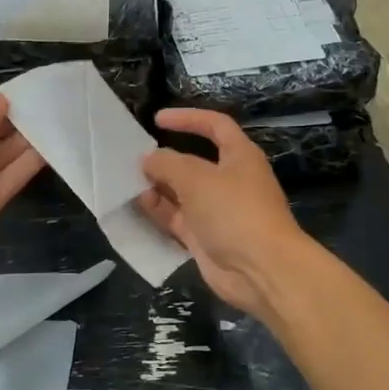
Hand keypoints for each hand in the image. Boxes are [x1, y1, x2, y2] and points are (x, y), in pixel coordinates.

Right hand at [137, 108, 310, 322]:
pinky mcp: (205, 237)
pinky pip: (177, 218)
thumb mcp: (196, 179)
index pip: (215, 126)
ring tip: (129, 182)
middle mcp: (229, 181)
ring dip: (157, 186)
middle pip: (193, 162)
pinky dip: (159, 211)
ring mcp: (217, 211)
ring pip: (181, 192)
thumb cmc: (234, 212)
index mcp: (239, 157)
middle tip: (133, 158)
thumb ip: (167, 164)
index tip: (157, 119)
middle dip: (165, 159)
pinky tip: (138, 204)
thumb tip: (148, 158)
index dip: (188, 119)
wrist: (260, 270)